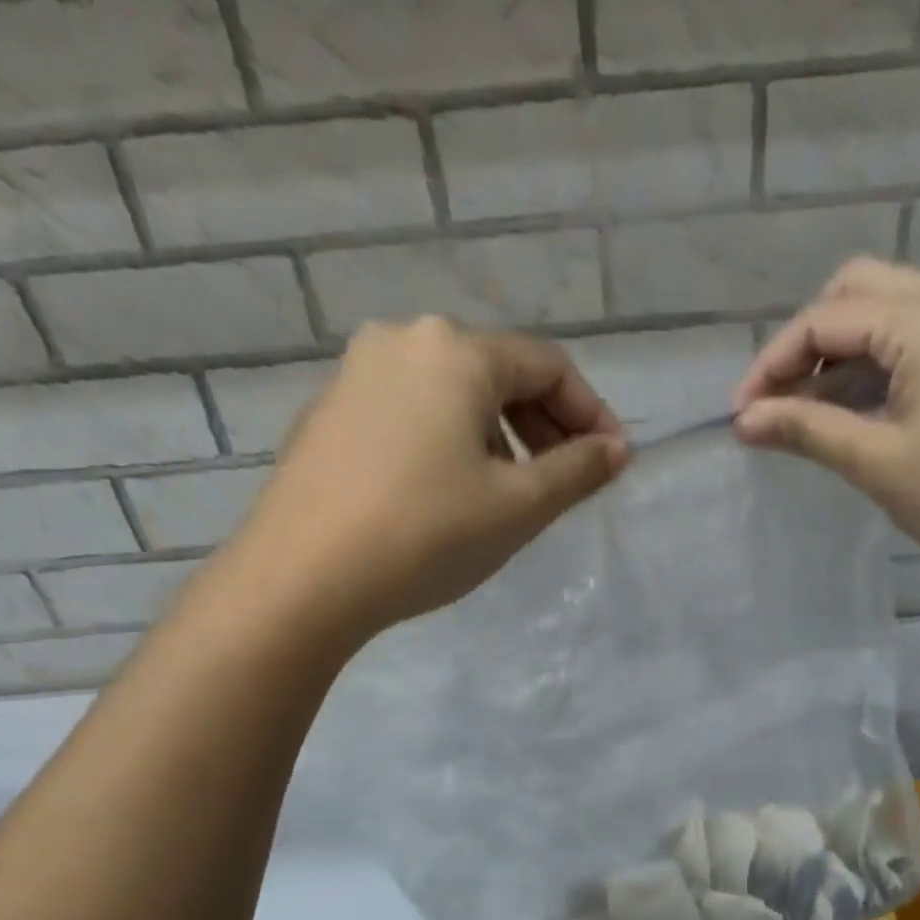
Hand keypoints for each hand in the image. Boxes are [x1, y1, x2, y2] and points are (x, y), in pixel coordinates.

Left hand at [226, 317, 627, 637]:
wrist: (302, 579)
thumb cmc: (427, 535)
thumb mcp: (519, 506)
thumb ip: (578, 470)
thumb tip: (617, 449)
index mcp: (456, 351)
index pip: (549, 366)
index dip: (592, 414)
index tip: (612, 463)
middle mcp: (403, 341)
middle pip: (499, 372)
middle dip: (545, 424)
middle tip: (567, 480)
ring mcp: (357, 373)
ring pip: (454, 393)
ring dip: (500, 434)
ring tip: (513, 491)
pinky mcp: (330, 412)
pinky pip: (413, 411)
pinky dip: (451, 440)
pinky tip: (452, 491)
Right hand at [733, 258, 919, 589]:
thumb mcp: (877, 461)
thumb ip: (806, 430)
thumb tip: (744, 422)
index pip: (825, 319)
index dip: (772, 365)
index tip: (741, 416)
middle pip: (855, 295)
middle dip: (805, 346)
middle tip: (777, 405)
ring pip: (885, 319)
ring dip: (839, 362)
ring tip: (805, 421)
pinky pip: (914, 346)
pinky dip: (875, 372)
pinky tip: (853, 419)